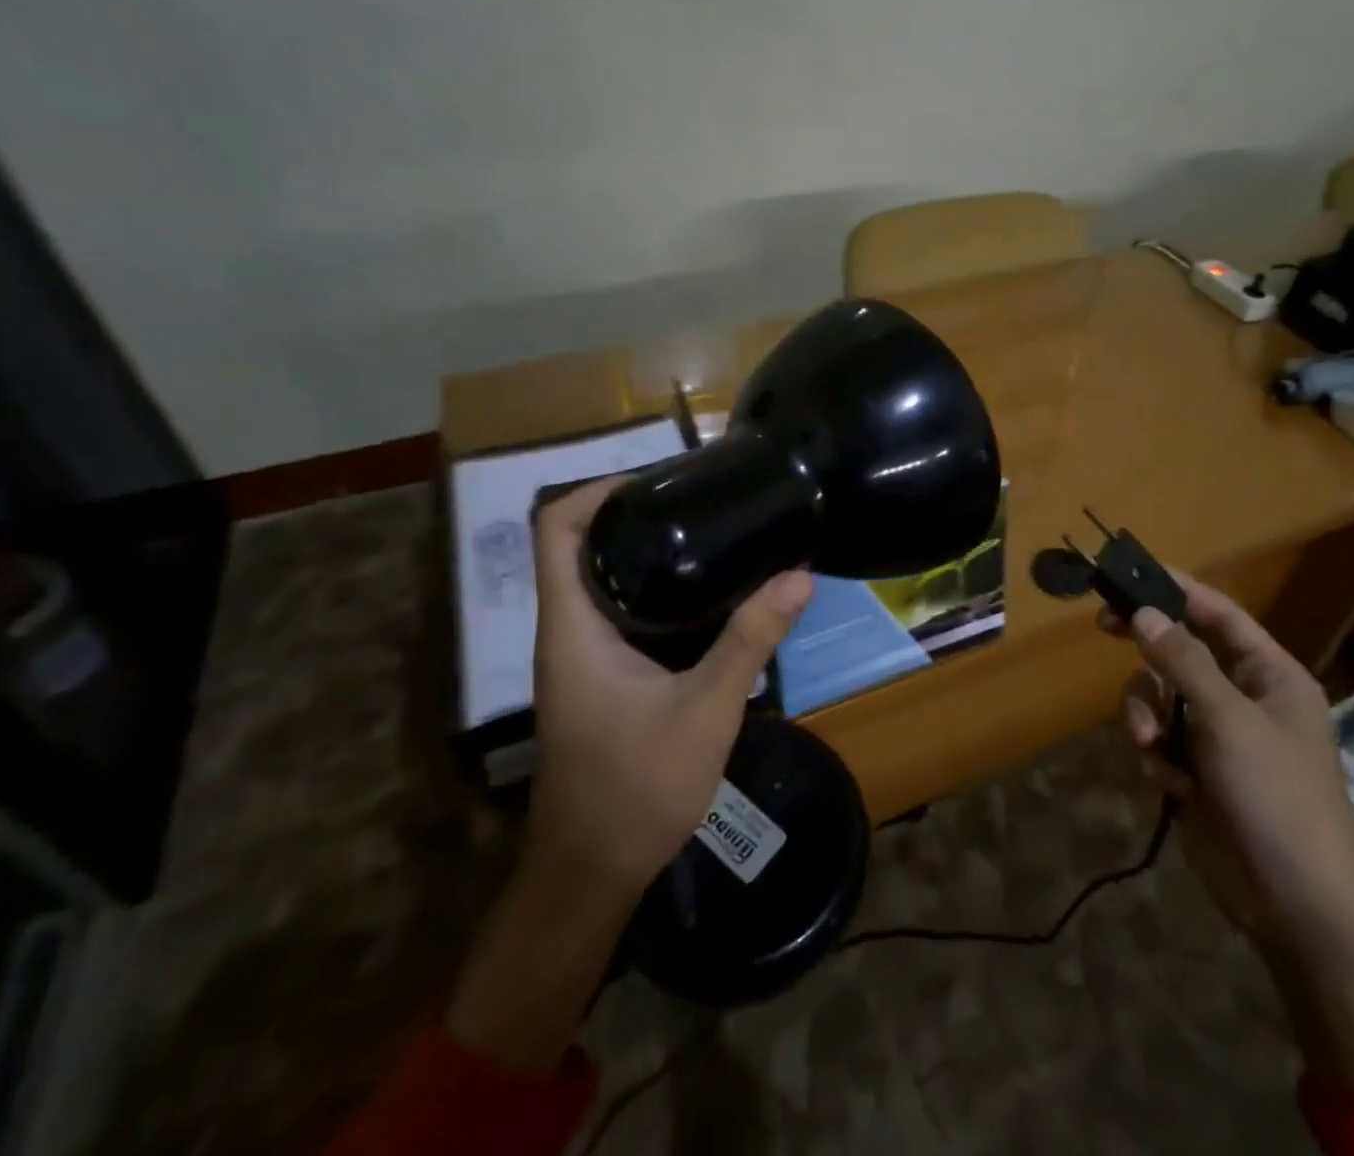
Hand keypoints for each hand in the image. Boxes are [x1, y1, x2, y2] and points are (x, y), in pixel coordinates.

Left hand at [522, 476, 813, 892]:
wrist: (593, 873)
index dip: (596, 490)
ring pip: (602, 579)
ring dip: (647, 552)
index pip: (554, 529)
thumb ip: (751, 641)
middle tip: (701, 501)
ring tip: (711, 535)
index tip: (657, 481)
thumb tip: (798, 577)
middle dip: (634, 514)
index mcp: (572, 627)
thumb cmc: (636, 790)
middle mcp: (567, 631)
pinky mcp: (600, 677)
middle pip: (580, 544)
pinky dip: (656, 591)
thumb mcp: (706, 710)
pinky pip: (620, 612)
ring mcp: (580, 656)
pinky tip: (707, 598)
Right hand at [1111, 571, 1353, 1091]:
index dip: (1179, 589)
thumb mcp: (1228, 720)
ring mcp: (1217, 735)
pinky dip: (1155, 753)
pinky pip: (1158, 737)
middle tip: (1104, 625)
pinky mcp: (1195, 770)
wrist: (1295, 904)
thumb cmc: (1276, 797)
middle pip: (1180, 651)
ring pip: (1159, 696)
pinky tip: (1168, 782)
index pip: (1220, 615)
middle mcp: (1242, 697)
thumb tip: (1144, 611)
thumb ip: (1183, 661)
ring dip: (1145, 715)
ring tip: (1149, 745)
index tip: (1131, 572)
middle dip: (1147, 650)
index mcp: (1270, 676)